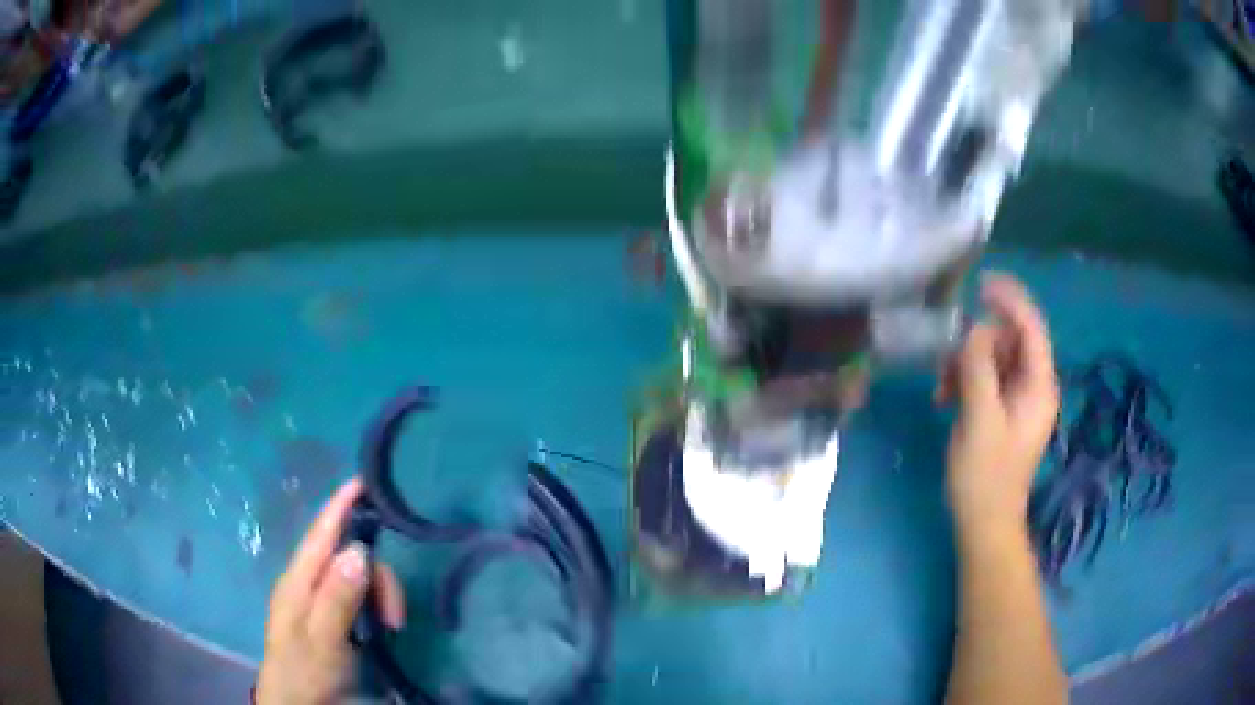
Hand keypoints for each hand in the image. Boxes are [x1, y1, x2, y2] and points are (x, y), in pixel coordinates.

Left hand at [257, 478, 405, 704]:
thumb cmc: (305, 673)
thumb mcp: (322, 641)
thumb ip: (337, 598)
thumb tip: (358, 549)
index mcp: (298, 581)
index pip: (320, 535)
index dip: (339, 507)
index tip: (361, 482)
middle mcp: (307, 583)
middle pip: (347, 557)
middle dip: (376, 575)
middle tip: (395, 617)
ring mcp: (318, 600)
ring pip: (356, 576)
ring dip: (380, 595)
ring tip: (392, 628)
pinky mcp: (331, 616)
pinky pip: (356, 594)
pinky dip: (375, 604)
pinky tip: (382, 626)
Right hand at [938, 274, 1058, 535]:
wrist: (984, 522)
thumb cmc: (985, 475)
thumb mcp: (980, 419)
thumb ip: (978, 368)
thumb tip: (973, 330)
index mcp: (1039, 385)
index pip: (1031, 328)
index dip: (1010, 300)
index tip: (981, 284)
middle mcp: (1034, 386)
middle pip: (1010, 341)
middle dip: (977, 342)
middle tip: (946, 358)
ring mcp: (1018, 399)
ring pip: (994, 358)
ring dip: (966, 364)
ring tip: (941, 386)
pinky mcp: (1003, 411)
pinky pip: (986, 378)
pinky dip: (965, 380)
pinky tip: (945, 397)